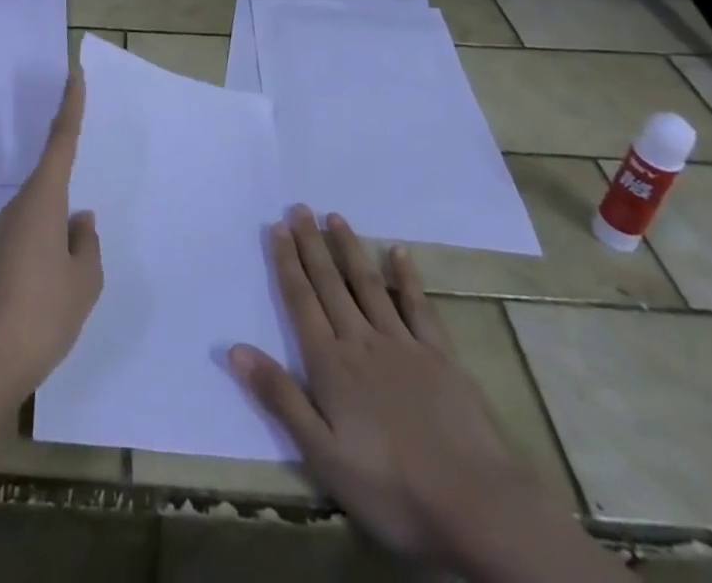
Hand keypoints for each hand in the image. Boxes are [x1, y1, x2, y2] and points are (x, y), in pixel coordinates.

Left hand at [0, 73, 103, 399]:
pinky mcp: (3, 254)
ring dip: (61, 194)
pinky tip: (66, 245)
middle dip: (66, 146)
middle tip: (85, 125)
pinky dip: (53, 221)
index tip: (74, 74)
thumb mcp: (84, 278)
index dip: (70, 105)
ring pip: (42, 199)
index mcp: (43, 200)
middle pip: (49, 167)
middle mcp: (21, 205)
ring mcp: (8, 230)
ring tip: (84, 202)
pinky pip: (35, 222)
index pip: (60, 141)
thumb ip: (86, 243)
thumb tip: (80, 221)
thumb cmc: (46, 311)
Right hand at [229, 208, 534, 558]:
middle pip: (330, 283)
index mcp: (330, 363)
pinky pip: (418, 307)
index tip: (277, 226)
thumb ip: (280, 397)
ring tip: (335, 217)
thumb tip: (234, 349)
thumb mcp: (323, 454)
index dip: (287, 262)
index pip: (301, 301)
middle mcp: (361, 340)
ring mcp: (403, 344)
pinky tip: (400, 252)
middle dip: (312, 244)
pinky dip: (407, 277)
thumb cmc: (391, 487)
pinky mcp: (440, 356)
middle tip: (300, 207)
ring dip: (350, 249)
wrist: (476, 504)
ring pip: (368, 285)